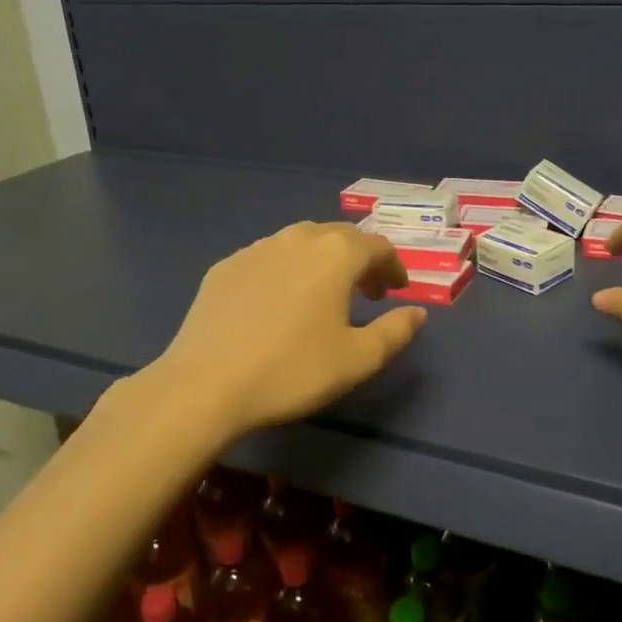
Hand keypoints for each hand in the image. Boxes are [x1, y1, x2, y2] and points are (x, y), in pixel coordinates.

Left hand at [152, 221, 425, 435]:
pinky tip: (278, 302)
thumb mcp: (357, 359)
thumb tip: (417, 313)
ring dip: (322, 261)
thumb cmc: (292, 370)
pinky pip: (267, 257)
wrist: (205, 385)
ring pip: (301, 242)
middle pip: (340, 236)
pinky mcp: (224, 267)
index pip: (377, 246)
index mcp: (335, 254)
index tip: (397, 291)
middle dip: (360, 260)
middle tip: (367, 292)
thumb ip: (395, 331)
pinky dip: (286, 270)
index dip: (393, 267)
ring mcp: (256, 249)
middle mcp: (297, 239)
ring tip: (324, 294)